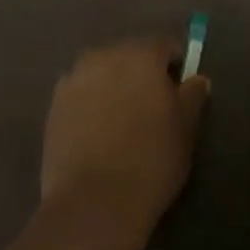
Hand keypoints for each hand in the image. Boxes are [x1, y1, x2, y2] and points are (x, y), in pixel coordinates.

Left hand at [40, 36, 210, 249]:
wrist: (93, 203)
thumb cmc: (151, 162)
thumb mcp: (186, 130)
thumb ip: (192, 96)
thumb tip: (195, 78)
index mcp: (140, 55)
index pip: (165, 46)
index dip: (176, 65)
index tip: (180, 90)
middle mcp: (103, 56)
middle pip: (130, 54)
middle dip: (142, 73)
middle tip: (152, 106)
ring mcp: (74, 78)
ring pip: (103, 72)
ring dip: (115, 85)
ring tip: (123, 120)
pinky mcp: (54, 103)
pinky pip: (82, 92)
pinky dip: (92, 102)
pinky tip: (98, 131)